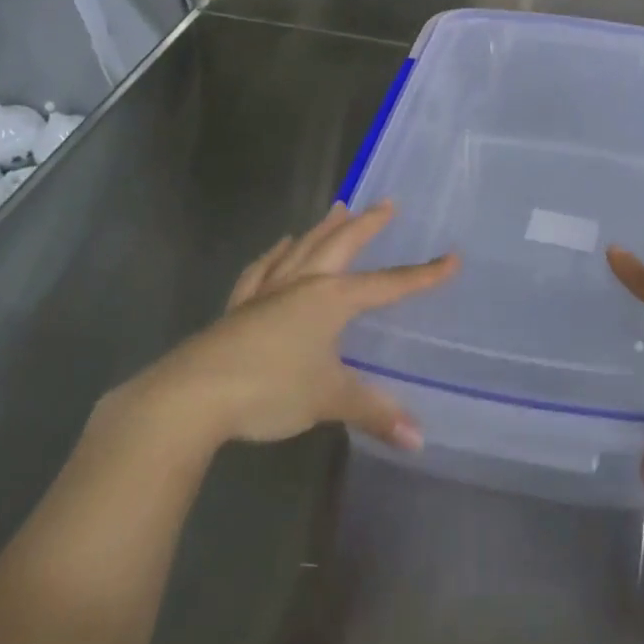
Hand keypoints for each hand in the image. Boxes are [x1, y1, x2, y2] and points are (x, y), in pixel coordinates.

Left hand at [111, 202, 456, 451]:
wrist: (192, 395)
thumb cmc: (270, 388)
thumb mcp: (328, 399)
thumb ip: (374, 413)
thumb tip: (419, 439)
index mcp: (331, 299)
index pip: (388, 285)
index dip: (422, 275)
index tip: (451, 258)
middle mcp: (303, 285)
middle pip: (341, 245)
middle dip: (367, 225)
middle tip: (386, 204)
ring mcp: (267, 292)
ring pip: (302, 249)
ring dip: (322, 229)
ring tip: (337, 210)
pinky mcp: (240, 308)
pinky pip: (263, 271)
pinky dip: (275, 255)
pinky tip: (279, 247)